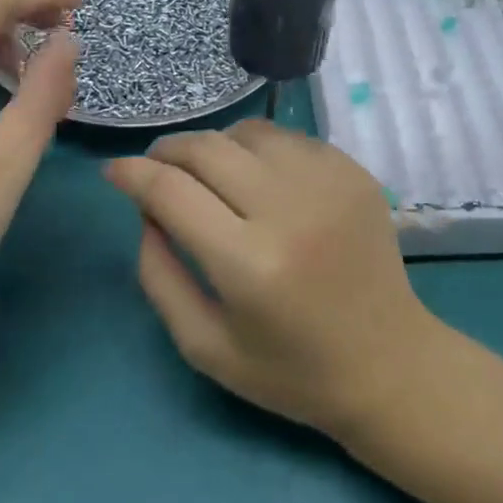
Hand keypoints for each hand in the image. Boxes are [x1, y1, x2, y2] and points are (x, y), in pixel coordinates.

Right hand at [106, 120, 439, 438]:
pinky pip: (289, 138)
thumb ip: (159, 275)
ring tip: (207, 173)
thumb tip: (145, 209)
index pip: (171, 191)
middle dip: (168, 151)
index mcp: (248, 263)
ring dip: (215, 146)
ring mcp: (328, 182)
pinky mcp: (354, 171)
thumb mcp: (205, 346)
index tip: (114, 171)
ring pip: (249, 132)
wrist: (388, 362)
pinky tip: (259, 179)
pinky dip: (260, 150)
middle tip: (156, 168)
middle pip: (207, 148)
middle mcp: (289, 209)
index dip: (132, 173)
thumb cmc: (291, 370)